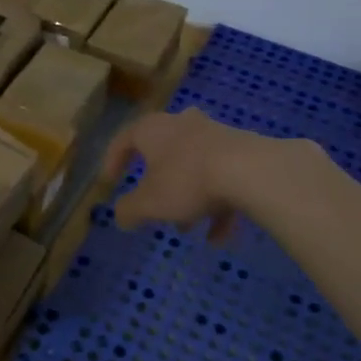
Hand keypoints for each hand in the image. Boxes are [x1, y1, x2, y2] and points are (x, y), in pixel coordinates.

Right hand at [101, 108, 322, 239]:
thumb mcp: (149, 203)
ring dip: (190, 199)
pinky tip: (221, 236)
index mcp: (152, 129)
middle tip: (155, 205)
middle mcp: (181, 124)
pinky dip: (218, 205)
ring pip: (195, 168)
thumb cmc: (187, 180)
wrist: (251, 170)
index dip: (112, 162)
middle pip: (163, 152)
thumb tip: (120, 217)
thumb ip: (129, 211)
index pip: (123, 140)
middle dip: (159, 183)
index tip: (109, 183)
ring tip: (190, 230)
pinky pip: (222, 178)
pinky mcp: (242, 150)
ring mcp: (215, 135)